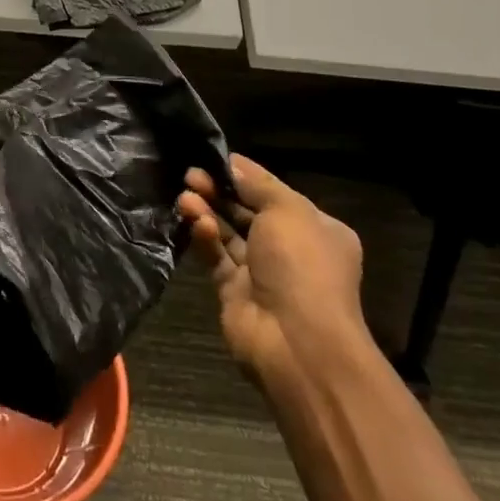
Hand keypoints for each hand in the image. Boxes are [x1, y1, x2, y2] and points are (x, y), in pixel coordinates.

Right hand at [176, 153, 368, 386]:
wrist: (296, 341)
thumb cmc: (302, 266)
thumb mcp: (287, 210)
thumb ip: (257, 185)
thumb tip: (233, 164)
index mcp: (316, 229)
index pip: (275, 193)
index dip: (245, 176)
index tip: (214, 159)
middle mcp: (290, 249)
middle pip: (248, 212)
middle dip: (221, 192)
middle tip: (190, 175)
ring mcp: (262, 272)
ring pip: (229, 233)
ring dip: (207, 212)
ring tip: (183, 195)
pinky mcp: (234, 291)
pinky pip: (217, 257)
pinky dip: (206, 238)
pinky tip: (194, 222)